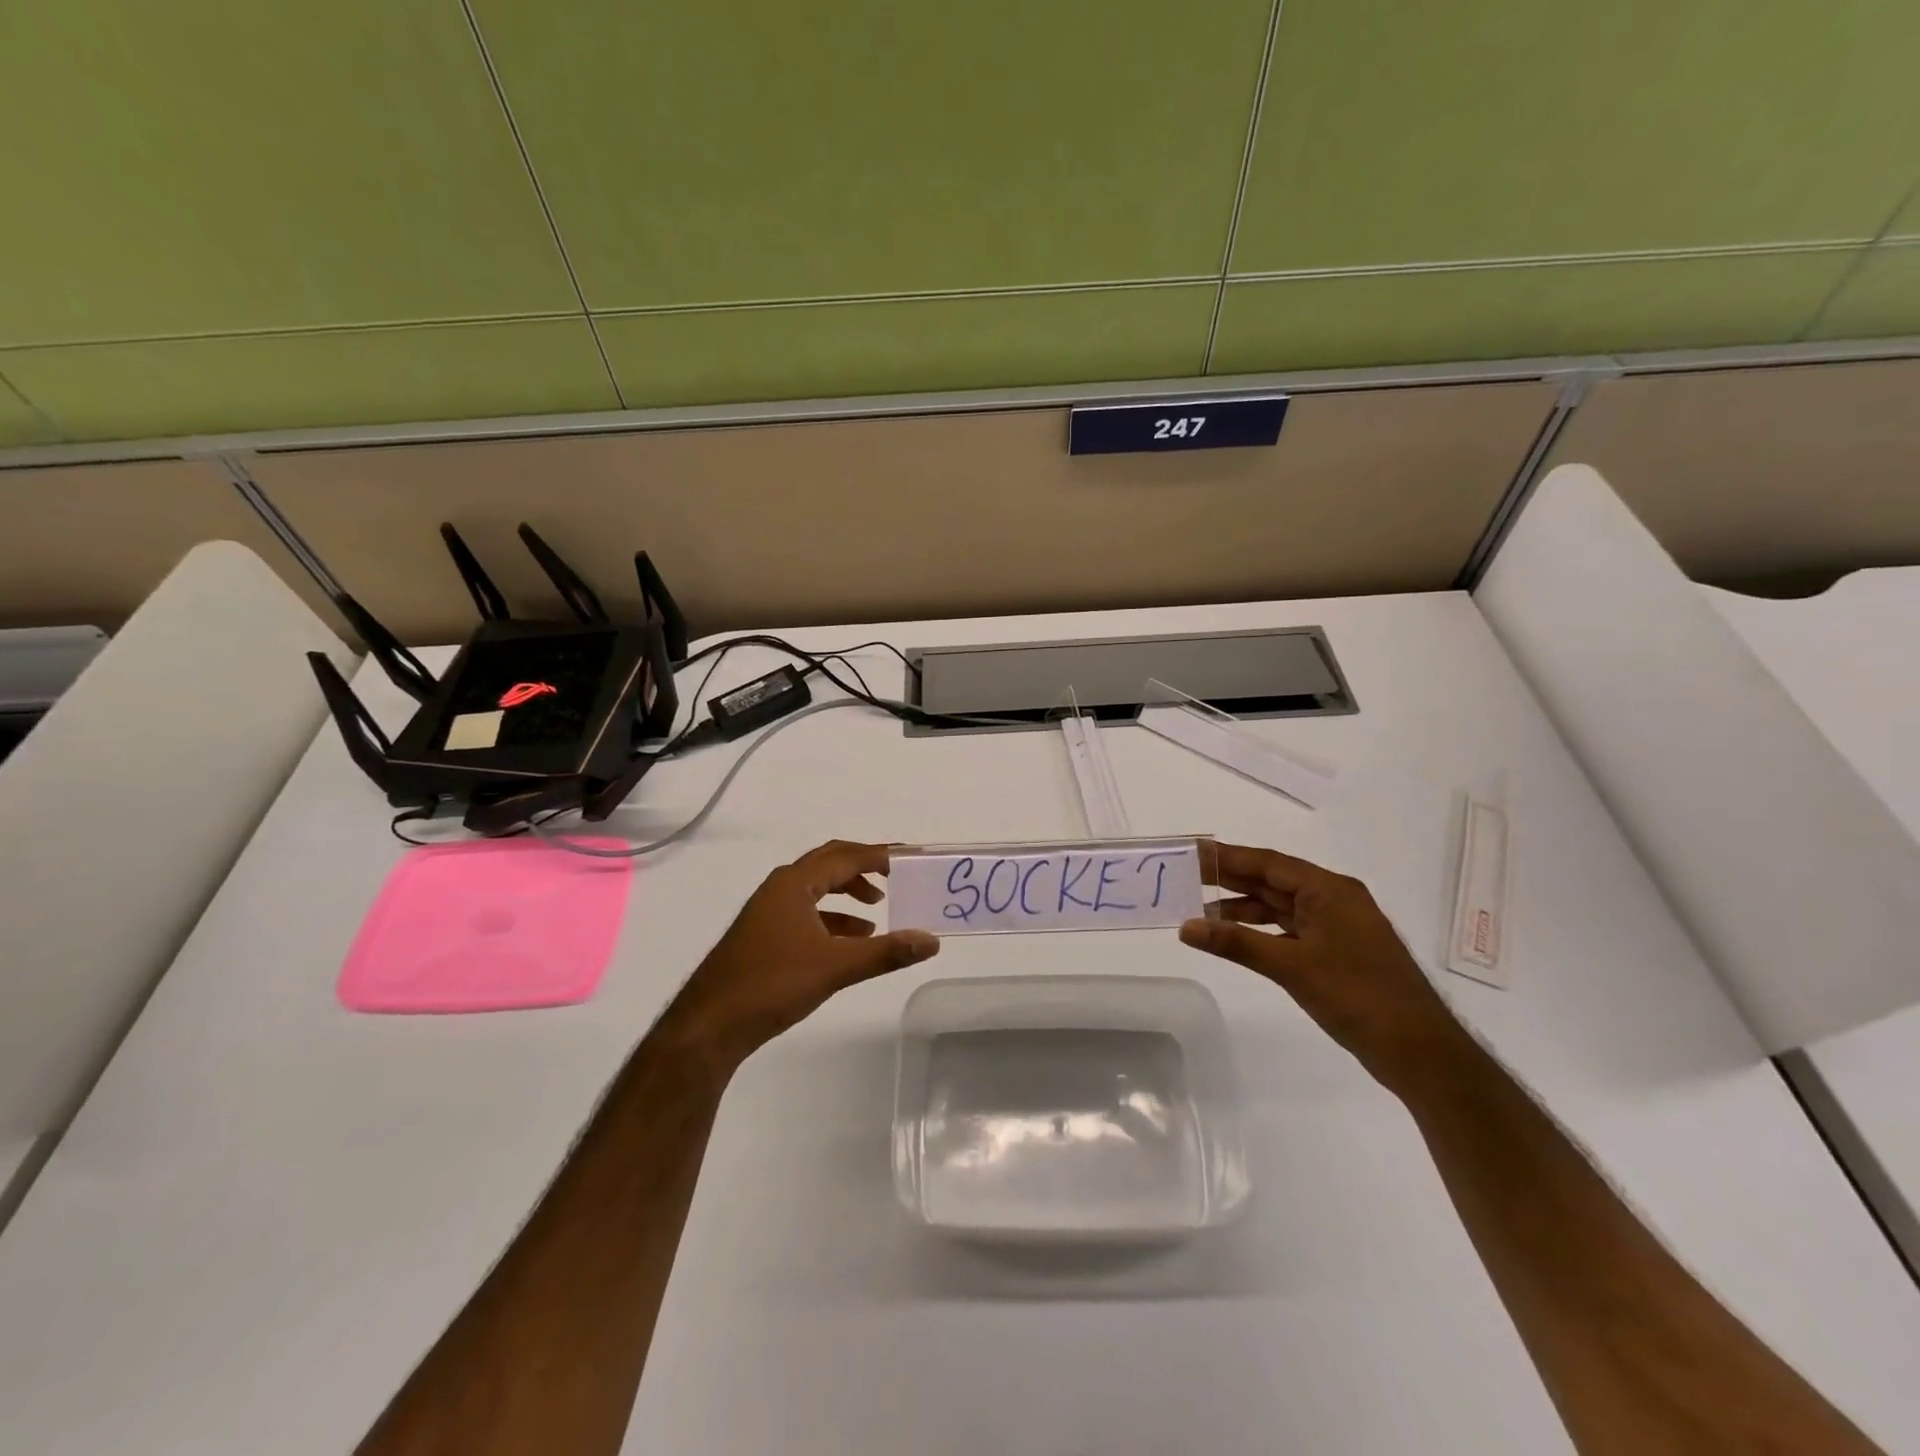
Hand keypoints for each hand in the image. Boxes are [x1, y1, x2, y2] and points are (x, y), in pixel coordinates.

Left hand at [663, 840, 939, 1068]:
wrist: (709, 1025)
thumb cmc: (772, 984)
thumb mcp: (836, 967)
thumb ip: (886, 952)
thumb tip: (931, 941)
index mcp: (794, 883)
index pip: (845, 857)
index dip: (879, 855)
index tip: (910, 857)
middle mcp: (780, 887)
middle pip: (829, 864)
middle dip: (864, 867)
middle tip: (898, 874)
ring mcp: (768, 911)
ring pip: (816, 889)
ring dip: (848, 893)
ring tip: (879, 910)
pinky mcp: (764, 934)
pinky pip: (807, 912)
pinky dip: (832, 918)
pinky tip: (851, 940)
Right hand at [1180, 842, 1468, 1091]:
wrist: (1420, 1052)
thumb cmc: (1358, 996)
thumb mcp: (1292, 966)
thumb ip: (1236, 943)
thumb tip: (1185, 927)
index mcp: (1329, 890)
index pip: (1268, 863)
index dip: (1227, 857)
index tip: (1191, 852)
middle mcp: (1333, 900)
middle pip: (1272, 881)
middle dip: (1230, 880)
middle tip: (1184, 876)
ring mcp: (1336, 928)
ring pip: (1279, 908)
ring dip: (1241, 910)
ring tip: (1198, 912)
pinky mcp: (1335, 953)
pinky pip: (1288, 930)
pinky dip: (1259, 932)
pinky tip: (1234, 939)